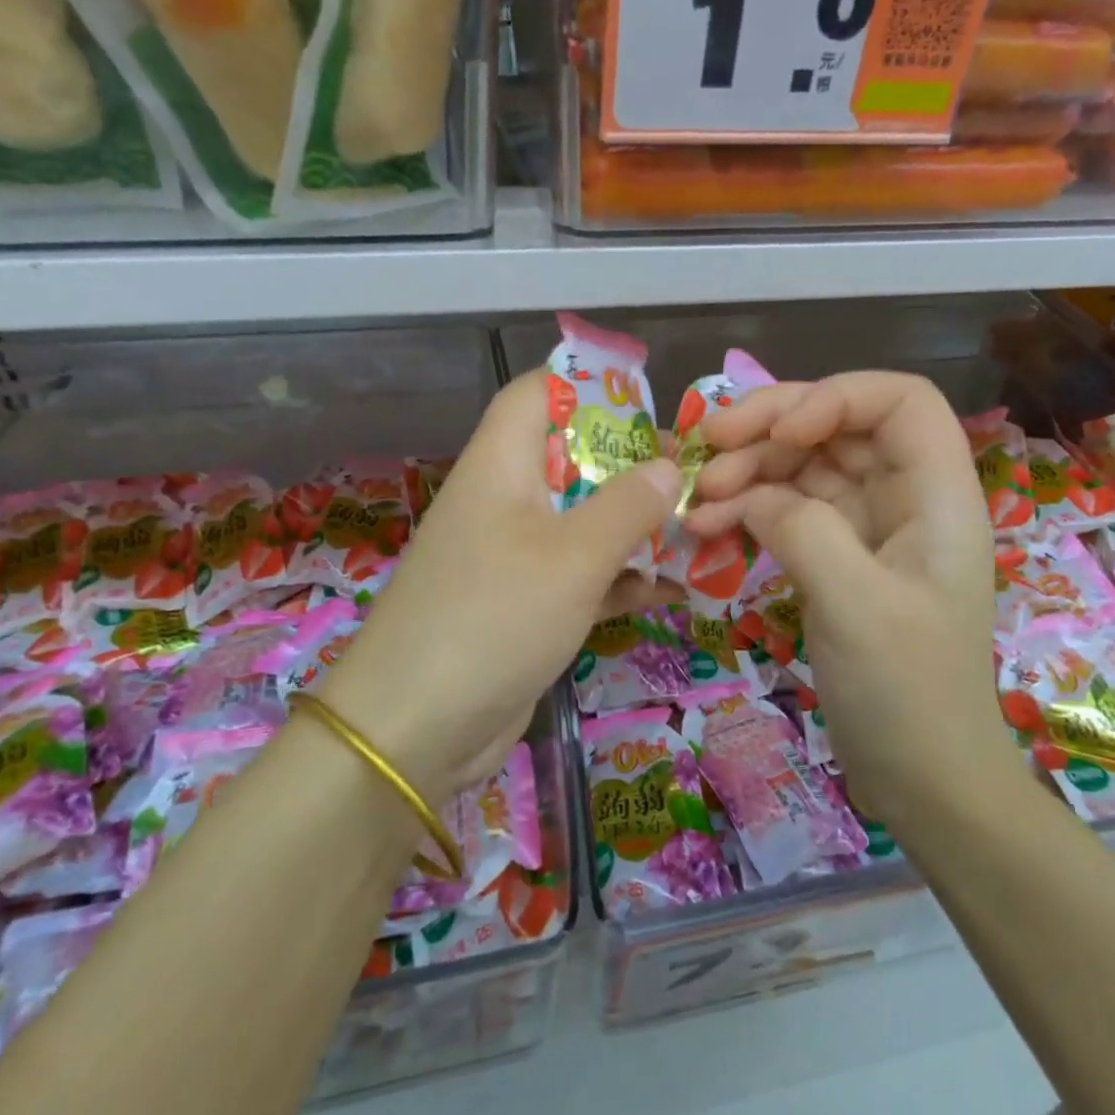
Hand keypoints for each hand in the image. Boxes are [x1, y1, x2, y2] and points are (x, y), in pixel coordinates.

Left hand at [321, 370, 681, 804]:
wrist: (416, 728)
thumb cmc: (495, 617)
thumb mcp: (574, 556)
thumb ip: (627, 505)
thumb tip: (668, 466)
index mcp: (502, 464)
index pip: (538, 393)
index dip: (590, 386)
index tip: (649, 405)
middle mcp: (505, 499)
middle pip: (571, 457)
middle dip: (631, 465)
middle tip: (690, 476)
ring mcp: (513, 554)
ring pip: (582, 519)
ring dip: (634, 525)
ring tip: (698, 529)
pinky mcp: (524, 604)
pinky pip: (580, 574)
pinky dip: (620, 578)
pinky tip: (671, 590)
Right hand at [685, 372, 1023, 827]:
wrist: (921, 778)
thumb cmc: (907, 693)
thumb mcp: (857, 606)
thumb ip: (804, 530)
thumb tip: (750, 496)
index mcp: (936, 495)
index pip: (898, 401)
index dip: (837, 397)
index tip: (780, 432)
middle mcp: (902, 498)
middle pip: (836, 426)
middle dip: (770, 428)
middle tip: (708, 446)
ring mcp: (865, 528)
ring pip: (802, 466)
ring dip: (747, 471)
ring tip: (697, 500)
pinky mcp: (833, 557)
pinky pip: (784, 510)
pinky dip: (745, 510)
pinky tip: (705, 528)